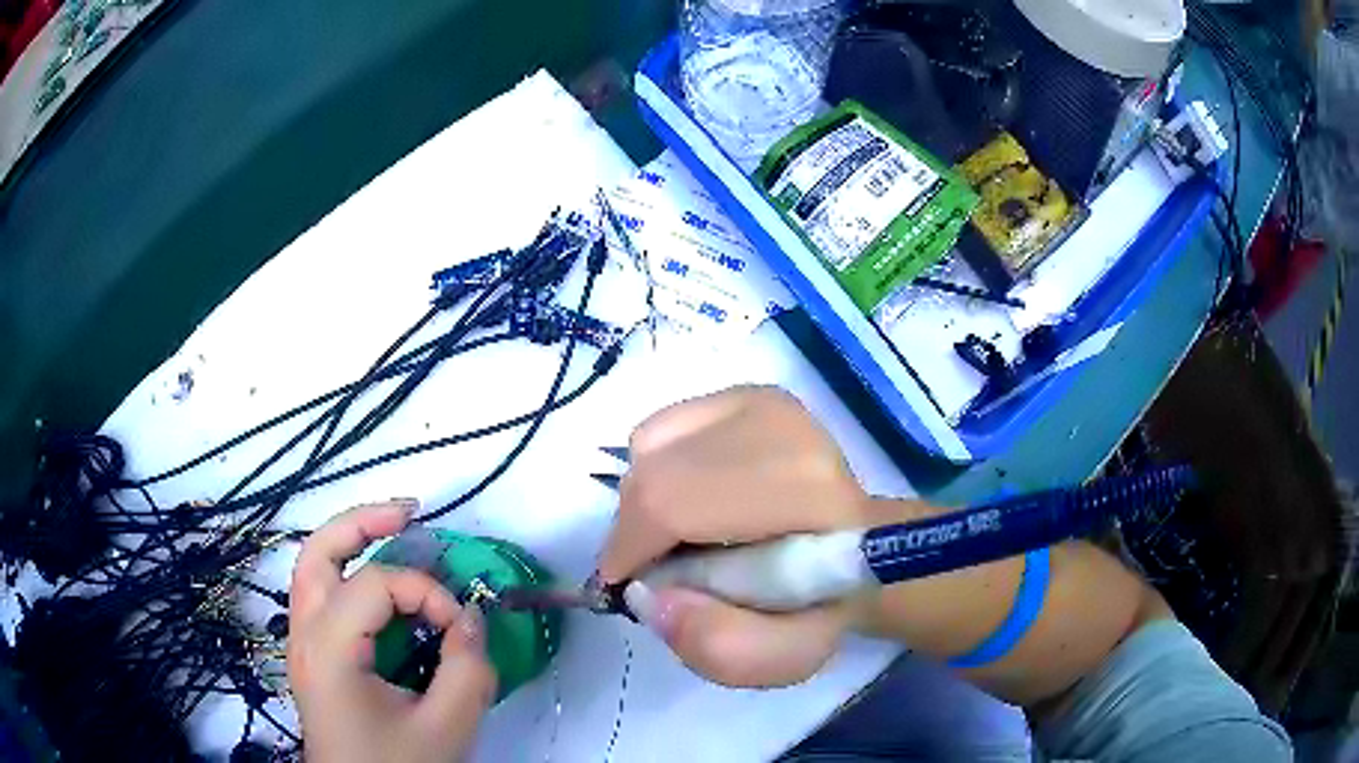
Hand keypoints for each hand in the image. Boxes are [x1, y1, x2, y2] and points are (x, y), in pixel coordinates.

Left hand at [288, 501, 494, 762]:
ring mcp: (302, 644)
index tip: (462, 627)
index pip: (375, 585)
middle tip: (410, 514)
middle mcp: (304, 635)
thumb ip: (467, 670)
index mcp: (329, 649)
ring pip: (313, 568)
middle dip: (364, 523)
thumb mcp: (446, 728)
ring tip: (395, 533)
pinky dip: (350, 577)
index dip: (426, 593)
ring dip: (351, 543)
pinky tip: (382, 590)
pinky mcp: (312, 656)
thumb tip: (471, 619)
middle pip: (318, 551)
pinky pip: (323, 596)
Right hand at [599, 386, 870, 687]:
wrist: (854, 545)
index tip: (625, 585)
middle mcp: (781, 426)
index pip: (676, 503)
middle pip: (653, 472)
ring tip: (686, 537)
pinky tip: (694, 496)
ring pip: (648, 448)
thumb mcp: (785, 655)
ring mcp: (760, 401)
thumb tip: (648, 597)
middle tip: (655, 570)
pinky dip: (655, 469)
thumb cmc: (821, 604)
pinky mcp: (742, 392)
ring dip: (647, 503)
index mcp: (806, 491)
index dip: (631, 548)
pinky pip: (658, 430)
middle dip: (634, 531)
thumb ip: (720, 647)